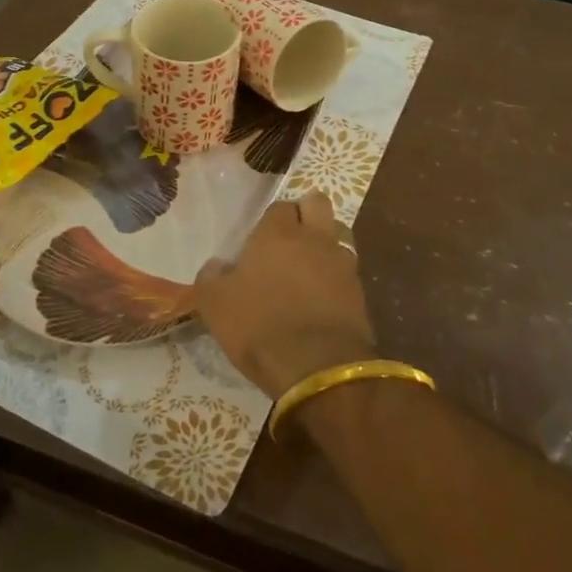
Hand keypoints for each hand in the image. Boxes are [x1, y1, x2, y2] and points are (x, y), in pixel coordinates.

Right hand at [191, 191, 375, 397]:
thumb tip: (217, 265)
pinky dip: (337, 278)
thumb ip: (212, 277)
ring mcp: (342, 264)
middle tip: (292, 237)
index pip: (279, 207)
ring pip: (338, 235)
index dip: (271, 220)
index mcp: (277, 234)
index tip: (260, 240)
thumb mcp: (215, 304)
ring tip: (310, 267)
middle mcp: (314, 239)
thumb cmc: (259, 326)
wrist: (317, 367)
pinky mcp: (360, 292)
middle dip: (307, 213)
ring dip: (326, 244)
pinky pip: (348, 271)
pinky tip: (324, 297)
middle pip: (318, 204)